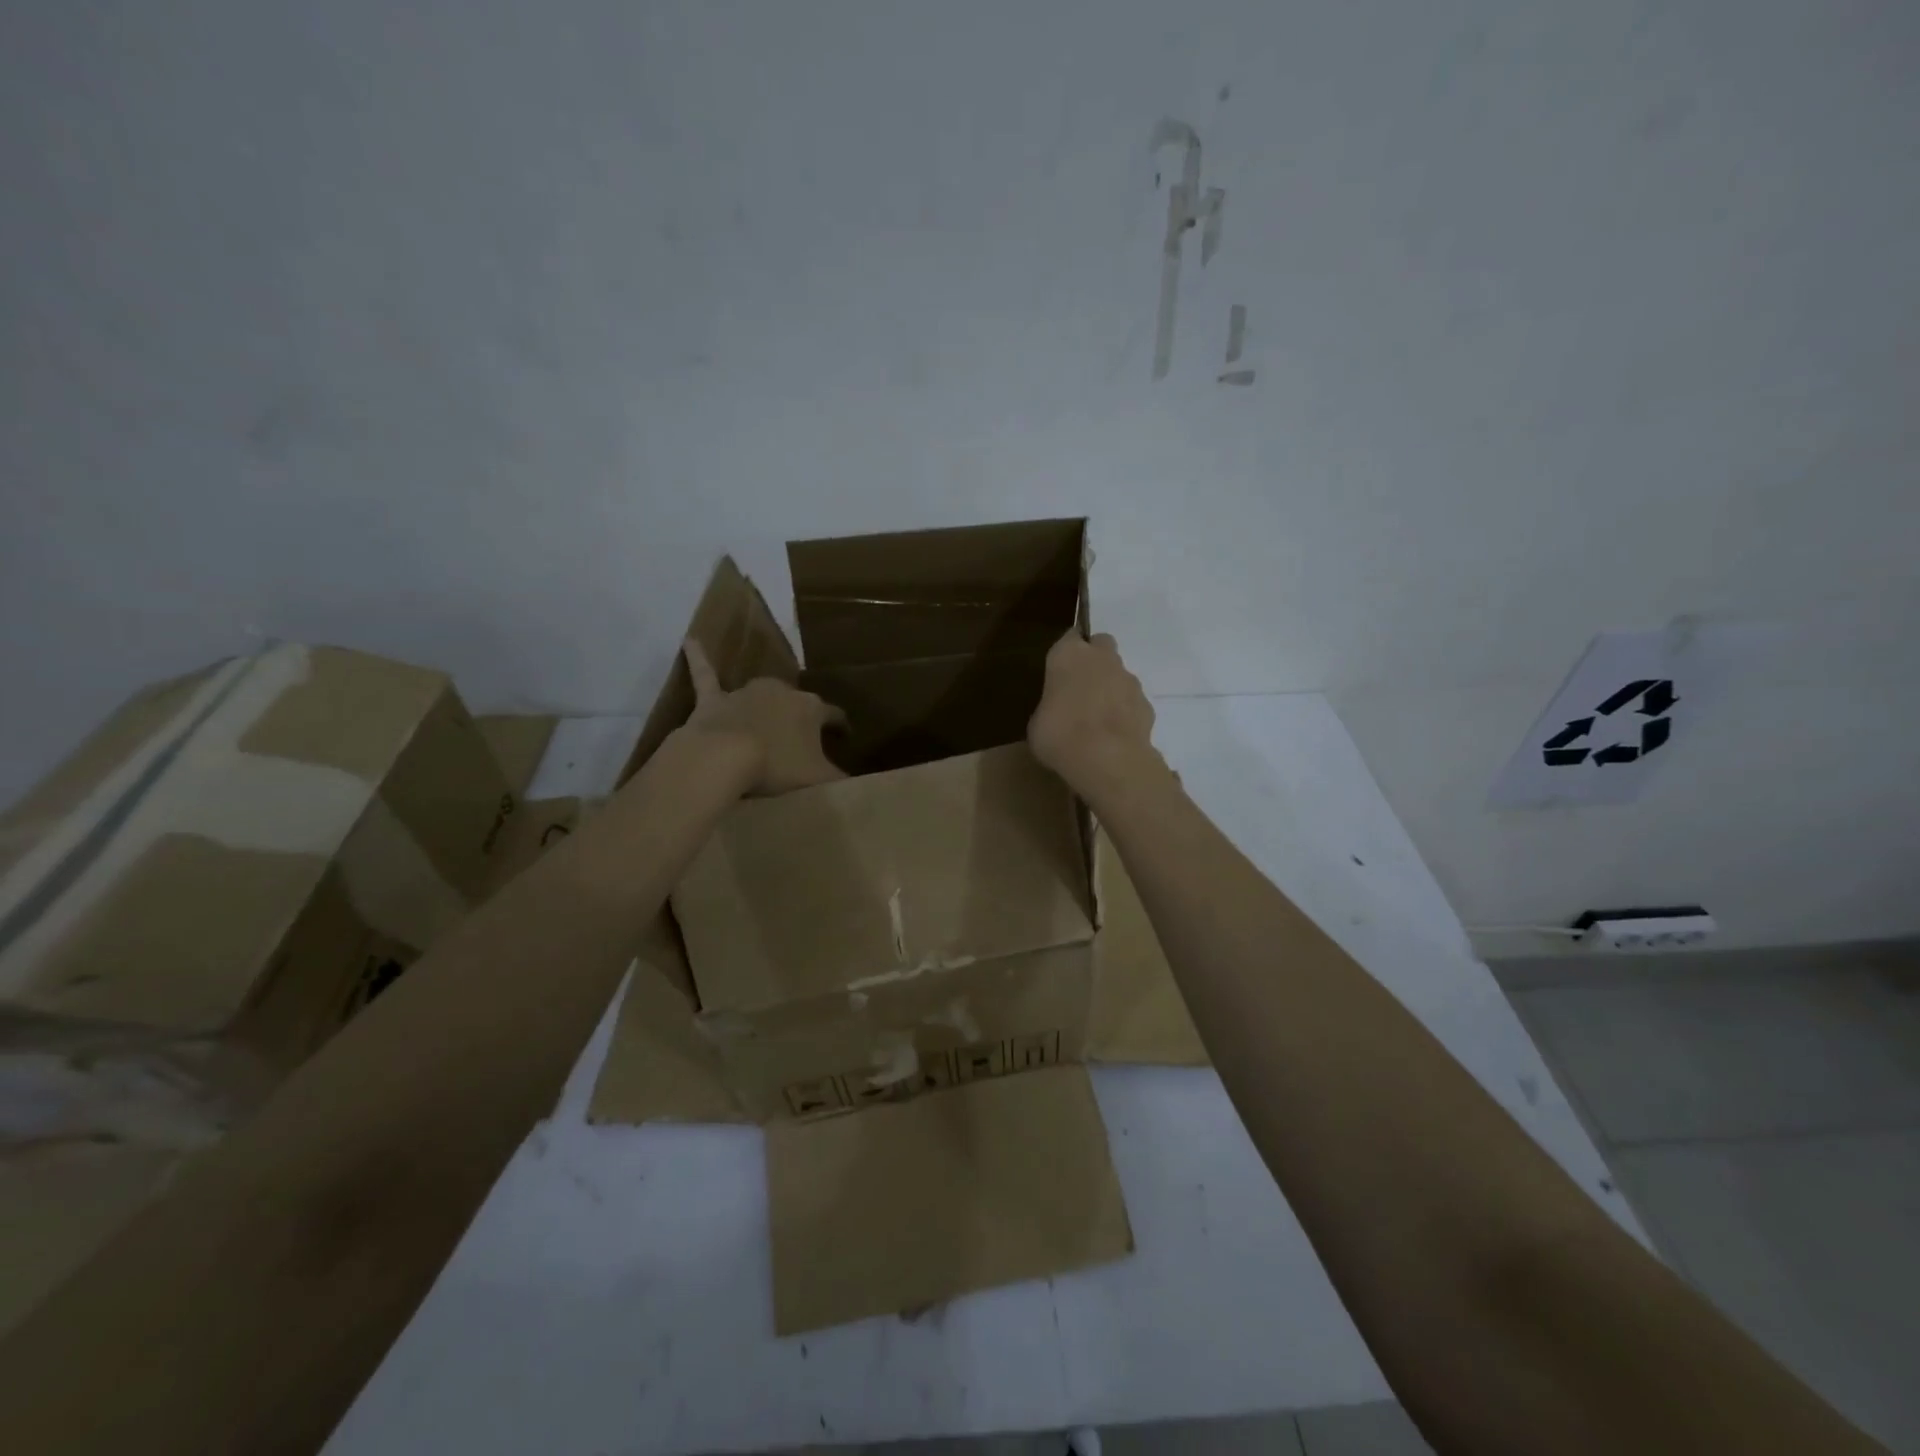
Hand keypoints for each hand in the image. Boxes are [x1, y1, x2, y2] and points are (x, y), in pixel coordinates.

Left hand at [681, 640, 847, 794]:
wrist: (726, 757)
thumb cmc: (779, 767)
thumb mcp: (820, 779)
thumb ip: (838, 780)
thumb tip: (851, 784)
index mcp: (811, 709)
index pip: (834, 715)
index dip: (840, 727)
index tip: (844, 738)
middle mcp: (782, 692)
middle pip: (797, 702)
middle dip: (799, 717)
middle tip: (800, 739)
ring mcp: (746, 693)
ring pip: (761, 694)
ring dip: (764, 705)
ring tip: (765, 721)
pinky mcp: (713, 700)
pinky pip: (705, 674)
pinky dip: (698, 657)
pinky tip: (690, 640)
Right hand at [1027, 632, 1161, 800]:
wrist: (1106, 758)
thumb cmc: (1059, 735)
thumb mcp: (1038, 723)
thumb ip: (1050, 706)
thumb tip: (1058, 712)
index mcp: (1068, 655)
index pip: (1069, 637)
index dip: (1066, 653)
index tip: (1059, 670)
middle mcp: (1101, 658)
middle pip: (1101, 644)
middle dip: (1094, 659)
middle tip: (1081, 687)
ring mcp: (1129, 680)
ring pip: (1120, 673)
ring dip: (1111, 688)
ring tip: (1097, 720)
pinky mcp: (1147, 704)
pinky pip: (1133, 701)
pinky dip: (1125, 712)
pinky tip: (1114, 736)